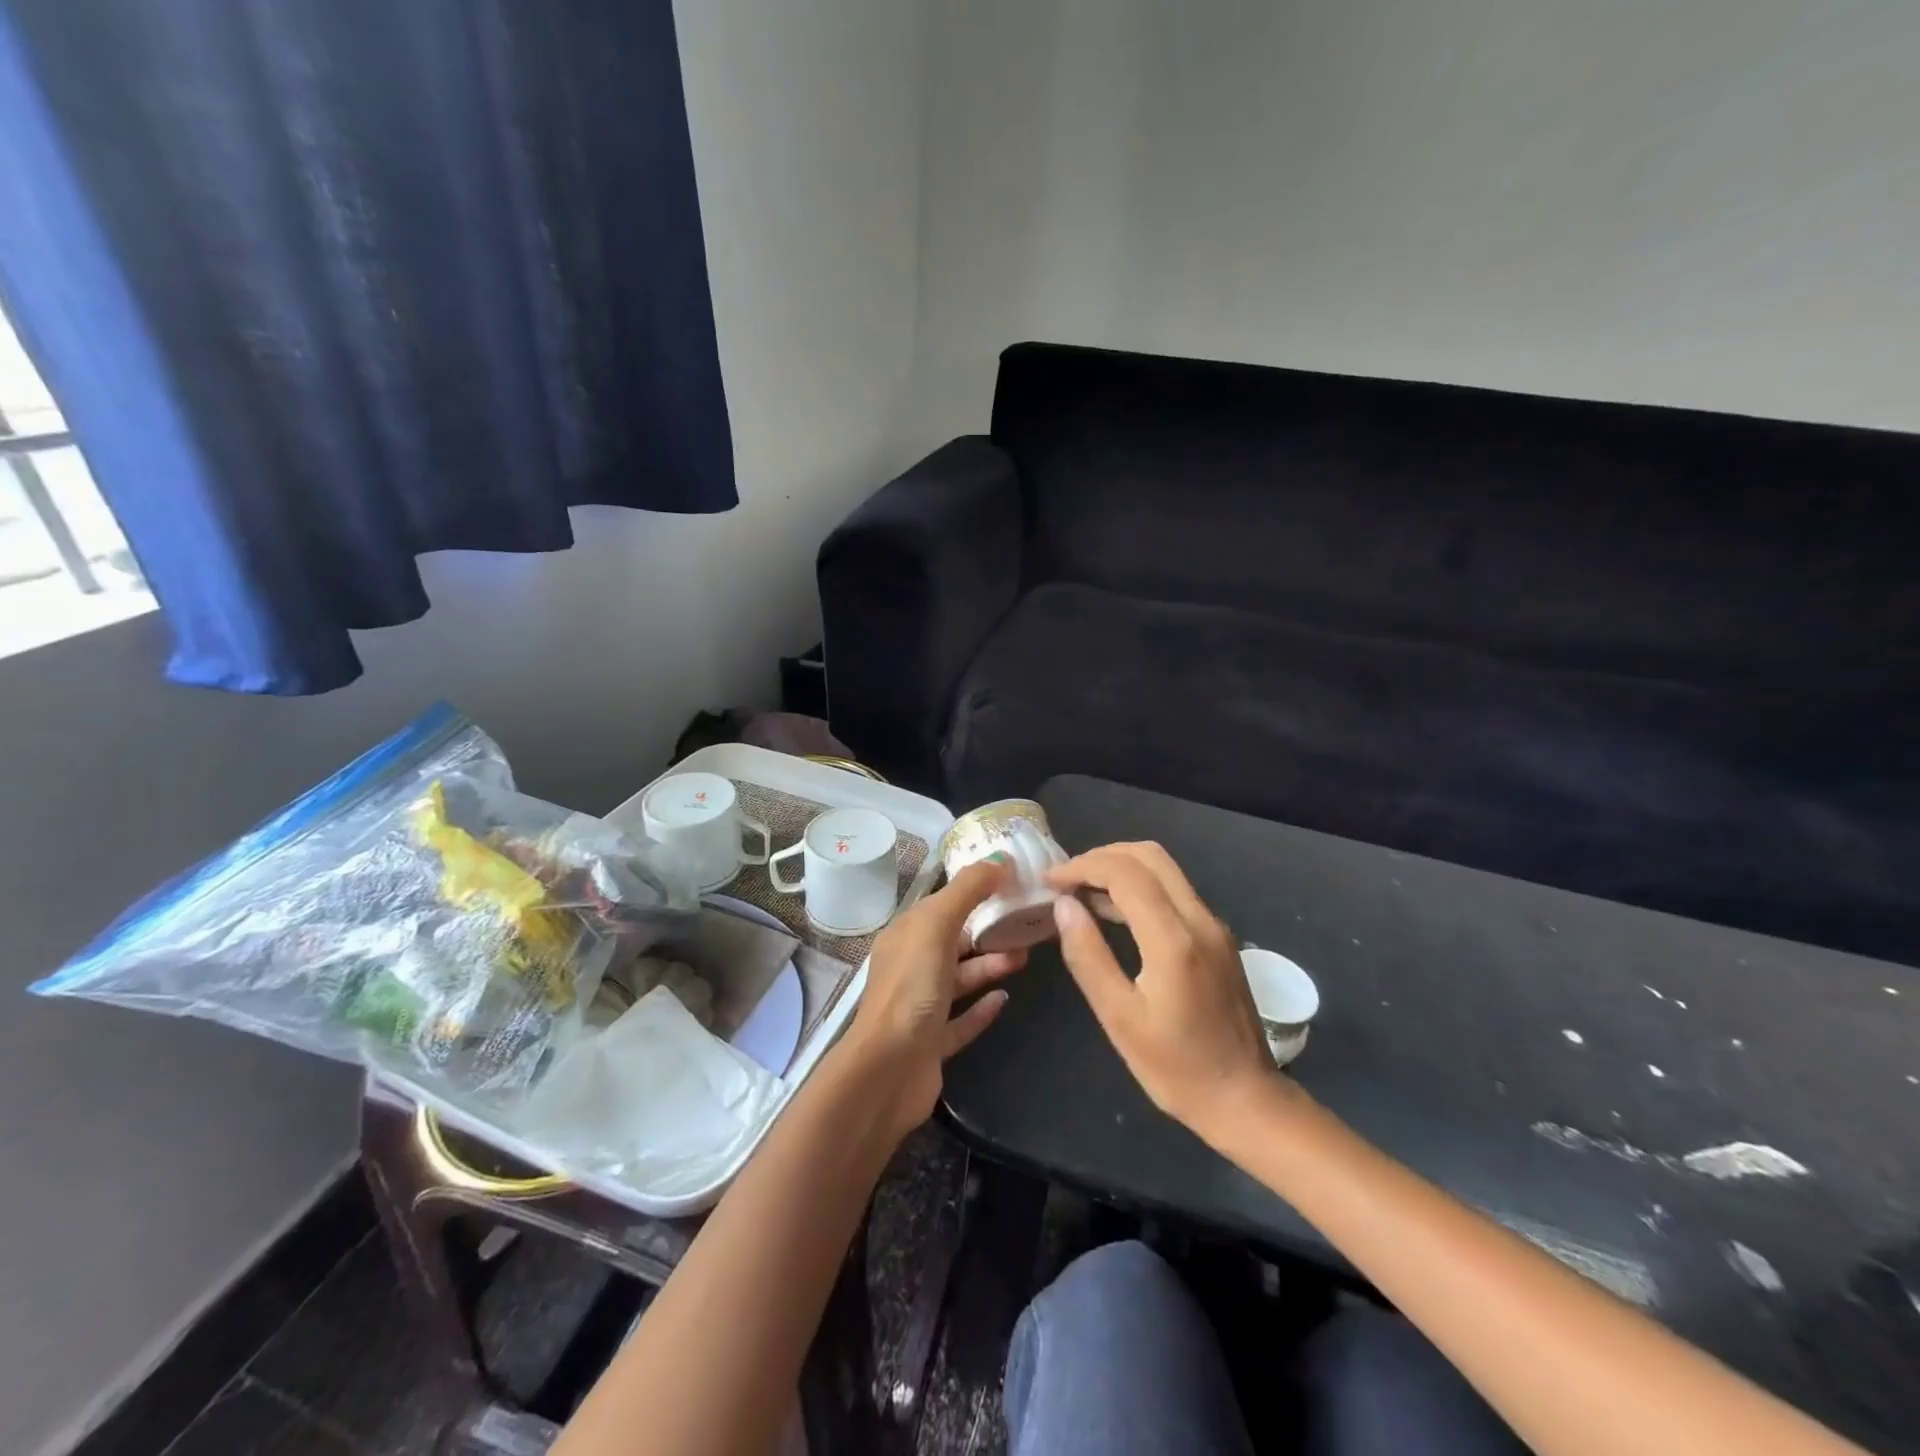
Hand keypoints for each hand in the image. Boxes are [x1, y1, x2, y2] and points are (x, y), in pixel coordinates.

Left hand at [842, 858, 1027, 1138]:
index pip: (942, 904)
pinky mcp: (933, 1042)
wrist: (889, 1070)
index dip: (974, 890)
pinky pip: (962, 1019)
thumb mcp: (937, 925)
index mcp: (906, 935)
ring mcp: (921, 1007)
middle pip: (954, 940)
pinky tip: (1005, 999)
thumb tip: (999, 858)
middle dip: (987, 930)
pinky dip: (983, 1007)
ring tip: (1024, 957)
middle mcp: (911, 967)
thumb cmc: (912, 988)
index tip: (1012, 883)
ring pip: (961, 978)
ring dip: (990, 966)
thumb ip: (968, 890)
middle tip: (1026, 923)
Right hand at [1048, 842, 1277, 1139]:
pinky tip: (1113, 912)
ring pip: (1164, 869)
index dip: (1081, 867)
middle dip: (1101, 857)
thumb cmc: (1176, 1068)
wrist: (1246, 1100)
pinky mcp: (1218, 938)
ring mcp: (1213, 926)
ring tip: (1079, 893)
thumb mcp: (1119, 1018)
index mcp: (1173, 939)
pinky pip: (1175, 891)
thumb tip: (1064, 905)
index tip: (1049, 881)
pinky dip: (1140, 886)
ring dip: (1120, 868)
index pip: (1124, 872)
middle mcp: (1199, 919)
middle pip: (1148, 856)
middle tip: (1065, 880)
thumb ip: (1088, 956)